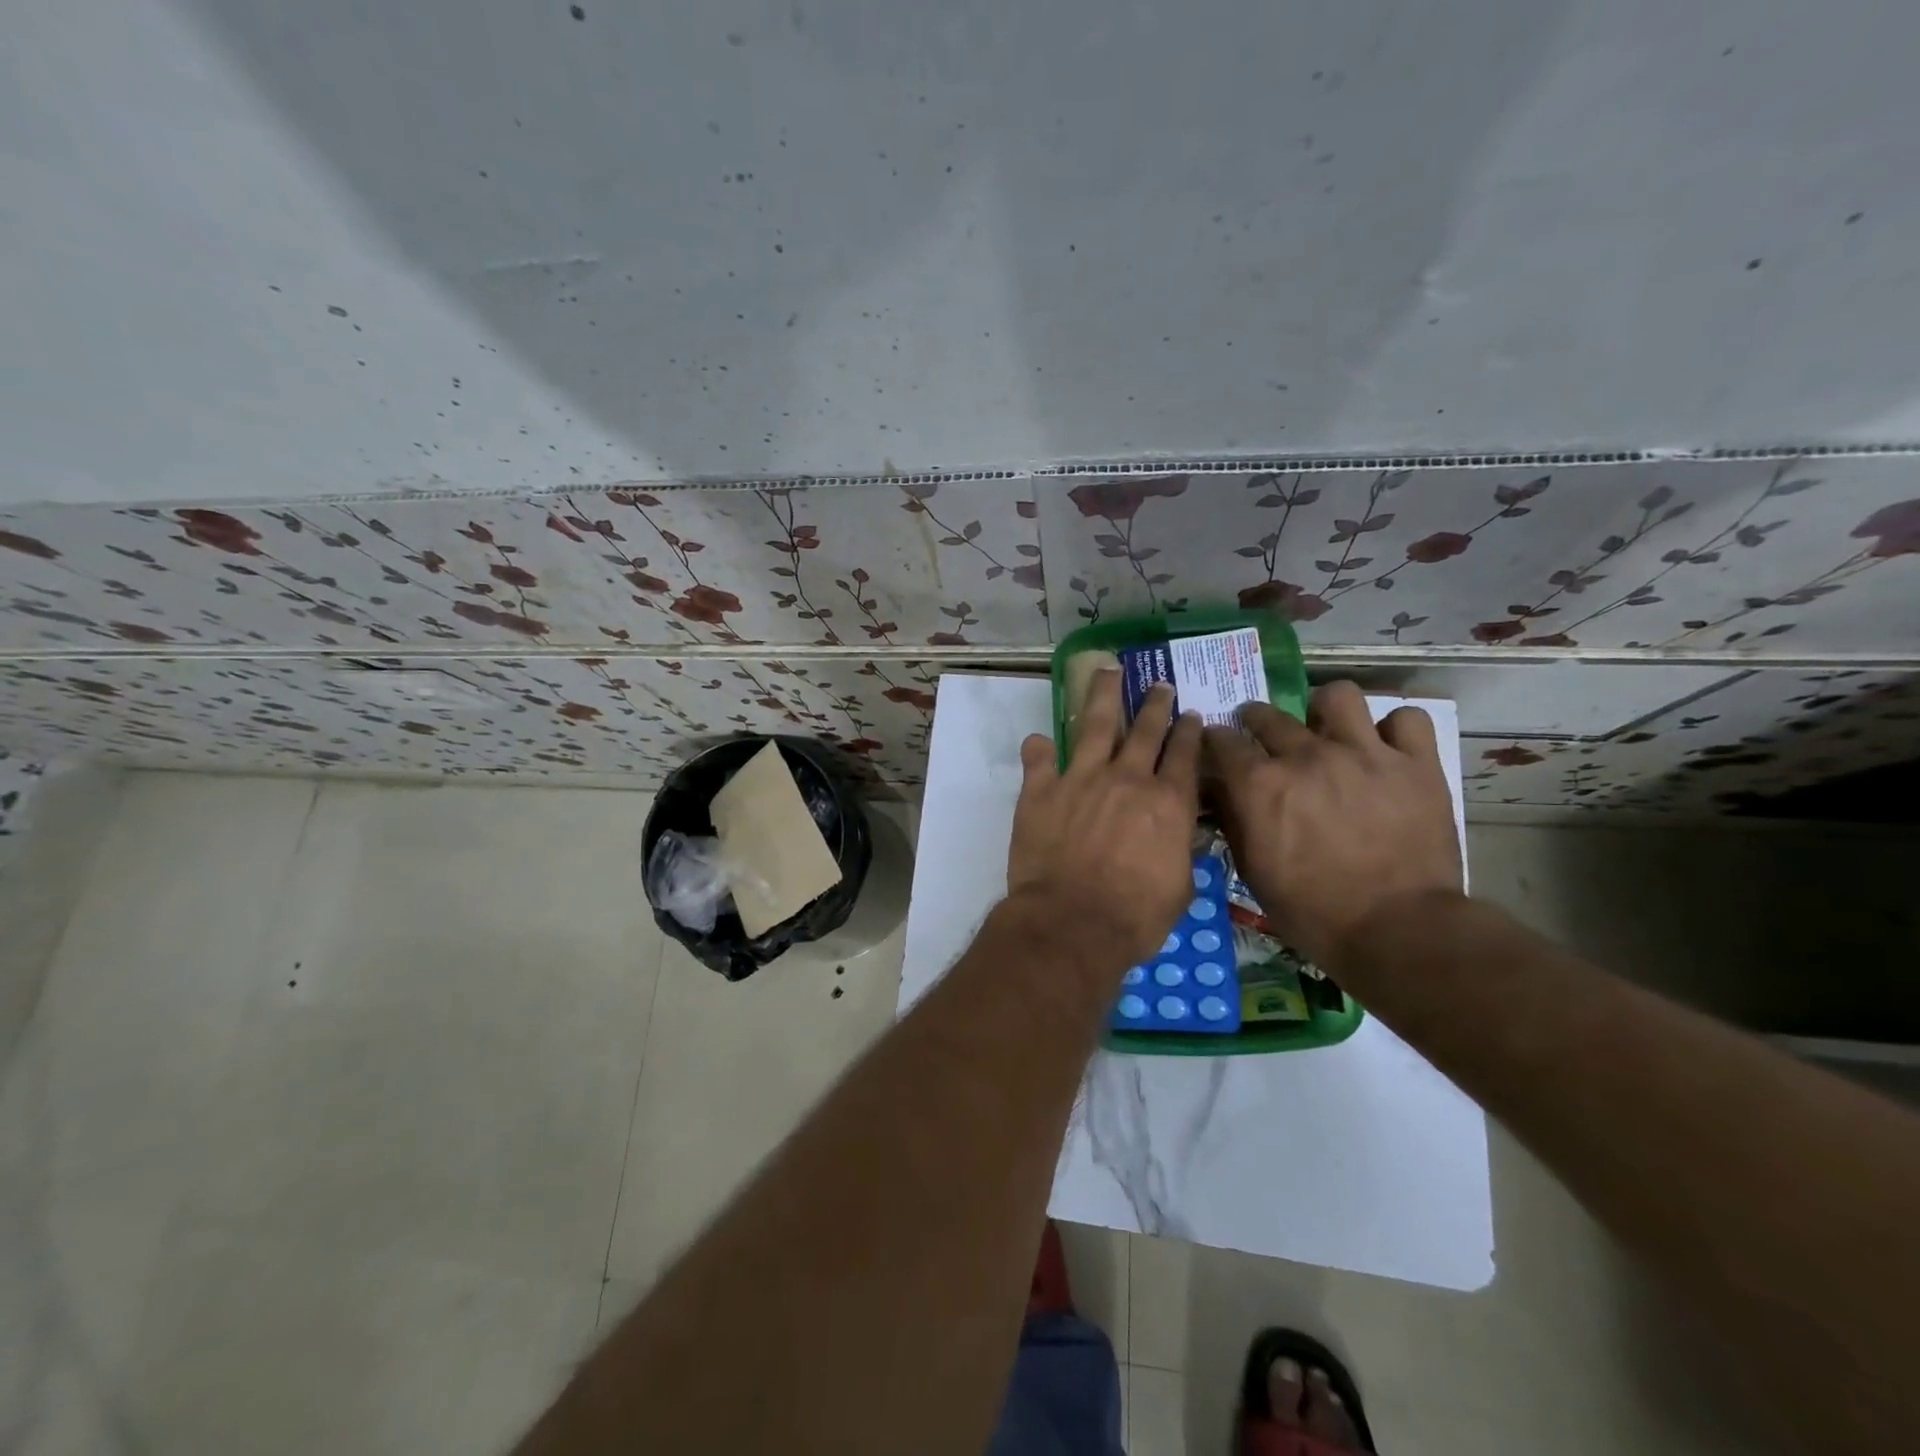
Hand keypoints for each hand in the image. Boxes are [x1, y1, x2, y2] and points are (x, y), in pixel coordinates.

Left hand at [1008, 672, 1202, 974]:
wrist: (1072, 922)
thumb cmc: (1135, 916)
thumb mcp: (1179, 888)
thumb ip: (1179, 851)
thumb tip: (1178, 836)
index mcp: (1167, 801)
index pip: (1184, 754)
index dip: (1189, 732)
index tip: (1191, 715)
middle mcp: (1127, 778)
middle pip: (1146, 729)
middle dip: (1156, 704)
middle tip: (1160, 685)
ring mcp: (1080, 778)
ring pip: (1095, 724)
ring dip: (1103, 695)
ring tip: (1108, 672)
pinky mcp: (1041, 790)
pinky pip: (1038, 758)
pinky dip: (1038, 748)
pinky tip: (1039, 739)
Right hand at [1203, 681, 1461, 969]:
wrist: (1397, 931)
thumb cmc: (1312, 911)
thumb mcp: (1253, 871)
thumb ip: (1233, 820)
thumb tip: (1218, 790)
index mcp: (1261, 784)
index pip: (1222, 740)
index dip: (1215, 742)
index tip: (1218, 749)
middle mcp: (1307, 755)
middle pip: (1268, 714)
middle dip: (1255, 720)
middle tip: (1264, 739)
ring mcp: (1365, 754)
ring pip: (1338, 695)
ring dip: (1325, 710)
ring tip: (1328, 730)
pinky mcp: (1416, 764)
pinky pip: (1407, 719)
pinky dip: (1394, 729)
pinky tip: (1385, 749)